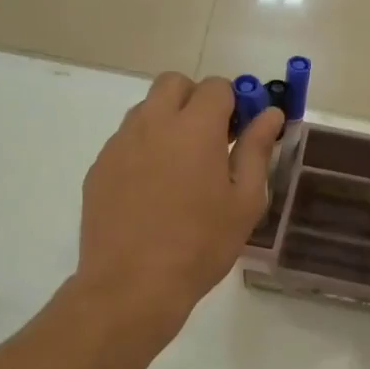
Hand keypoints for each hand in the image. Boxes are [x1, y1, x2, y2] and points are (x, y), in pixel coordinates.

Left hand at [76, 73, 284, 341]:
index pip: (217, 87)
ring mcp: (119, 144)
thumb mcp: (244, 201)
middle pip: (174, 83)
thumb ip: (257, 150)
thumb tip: (270, 115)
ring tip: (181, 167)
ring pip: (146, 109)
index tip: (241, 131)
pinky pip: (125, 140)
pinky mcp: (99, 167)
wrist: (132, 285)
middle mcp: (152, 123)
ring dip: (168, 121)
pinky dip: (144, 148)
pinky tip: (152, 190)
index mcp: (194, 128)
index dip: (235, 102)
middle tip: (211, 139)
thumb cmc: (200, 245)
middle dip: (196, 99)